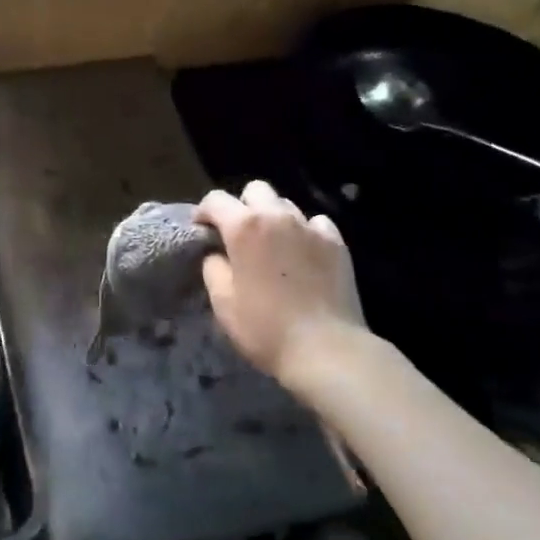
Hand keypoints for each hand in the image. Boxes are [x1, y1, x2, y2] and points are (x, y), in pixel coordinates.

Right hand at [195, 181, 365, 385]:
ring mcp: (311, 227)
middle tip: (239, 235)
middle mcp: (277, 216)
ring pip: (286, 205)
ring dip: (274, 218)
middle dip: (243, 206)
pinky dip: (305, 231)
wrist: (326, 349)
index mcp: (243, 227)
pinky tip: (303, 254)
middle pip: (256, 190)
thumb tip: (217, 254)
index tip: (202, 230)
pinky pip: (316, 223)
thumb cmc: (265, 327)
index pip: (215, 199)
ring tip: (273, 245)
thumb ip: (213, 267)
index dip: (204, 212)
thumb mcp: (223, 302)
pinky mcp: (336, 242)